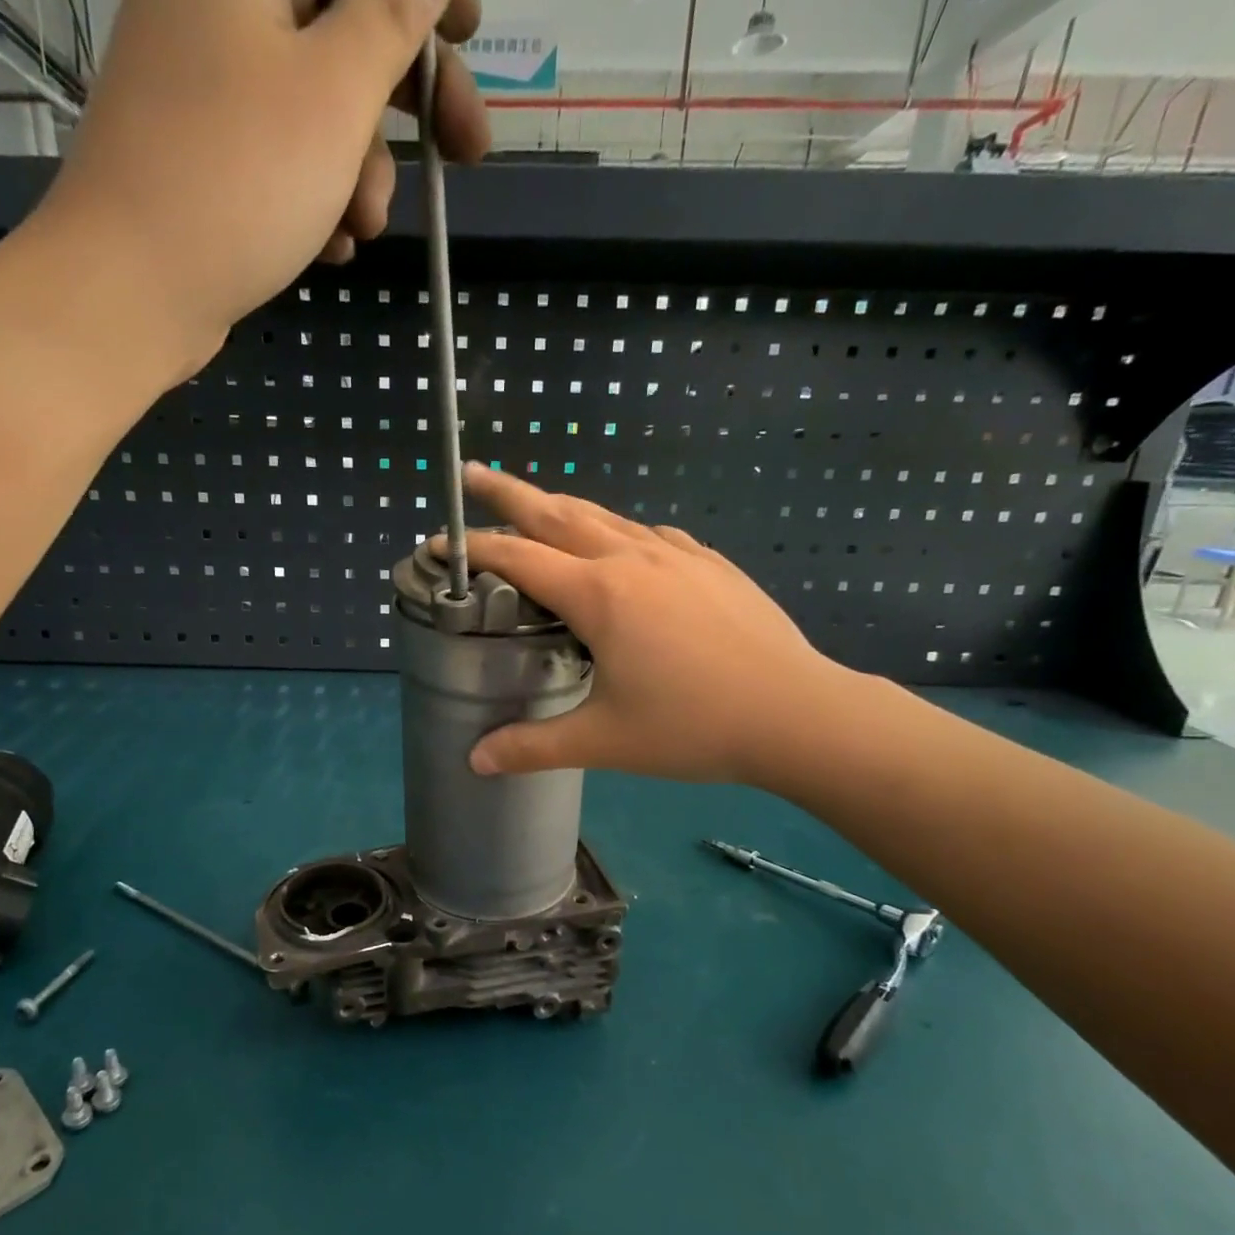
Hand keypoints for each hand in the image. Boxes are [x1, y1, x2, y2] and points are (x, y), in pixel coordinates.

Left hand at [30, 0, 487, 371]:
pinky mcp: (204, 153)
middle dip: (407, 97)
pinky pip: (282, 155)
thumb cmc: (239, 179)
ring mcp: (206, 83)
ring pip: (316, 105)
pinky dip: (316, 196)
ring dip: (358, 169)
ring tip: (360, 227)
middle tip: (465, 150)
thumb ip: (390, 14)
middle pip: (339, 27)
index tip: (471, 30)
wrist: (131, 290)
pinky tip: (327, 246)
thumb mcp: (336, 92)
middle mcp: (218, 4)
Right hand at [442, 465, 860, 789]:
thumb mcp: (604, 741)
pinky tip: (622, 546)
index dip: (473, 550)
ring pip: (606, 516)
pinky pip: (650, 535)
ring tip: (537, 506)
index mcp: (599, 594)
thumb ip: (533, 747)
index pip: (518, 559)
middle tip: (472, 474)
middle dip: (509, 493)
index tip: (438, 543)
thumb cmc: (693, 727)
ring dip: (562, 508)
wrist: (797, 713)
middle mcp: (633, 560)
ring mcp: (678, 556)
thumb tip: (474, 760)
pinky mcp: (711, 565)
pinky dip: (618, 531)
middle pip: (558, 513)